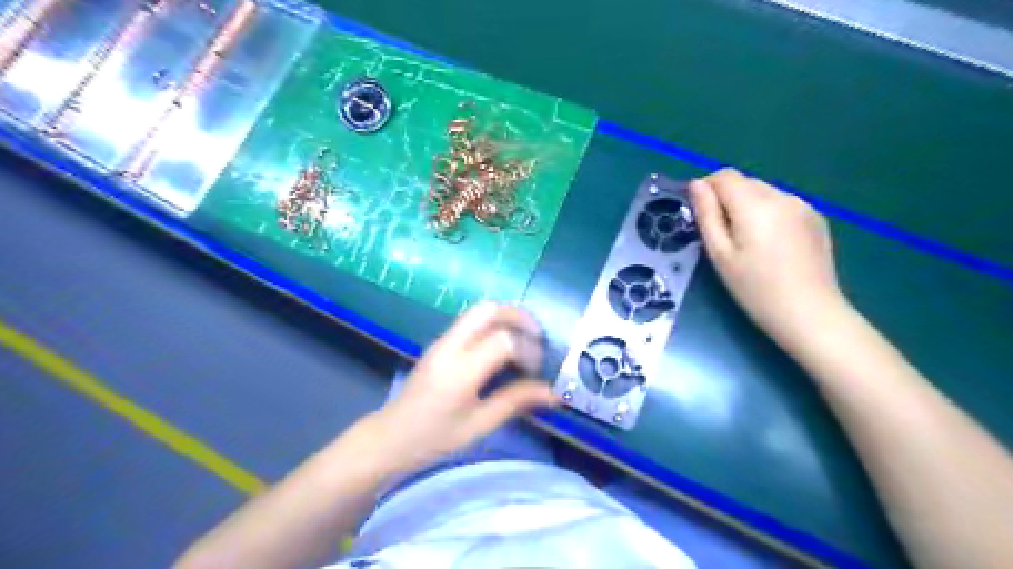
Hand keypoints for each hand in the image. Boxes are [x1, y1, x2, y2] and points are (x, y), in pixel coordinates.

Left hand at [374, 305, 560, 473]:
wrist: (391, 436)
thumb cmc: (434, 437)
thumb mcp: (479, 424)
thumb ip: (516, 402)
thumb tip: (552, 393)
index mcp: (460, 370)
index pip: (503, 340)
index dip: (528, 350)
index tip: (537, 369)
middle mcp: (450, 346)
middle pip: (488, 310)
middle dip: (518, 317)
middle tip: (538, 337)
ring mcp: (442, 341)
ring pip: (478, 311)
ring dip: (506, 318)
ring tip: (524, 340)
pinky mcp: (440, 343)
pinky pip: (471, 322)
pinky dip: (493, 325)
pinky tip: (503, 348)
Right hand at [688, 170, 847, 346]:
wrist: (810, 314)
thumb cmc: (755, 289)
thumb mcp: (720, 254)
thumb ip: (706, 215)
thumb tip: (696, 185)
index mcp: (755, 204)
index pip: (724, 176)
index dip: (706, 188)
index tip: (699, 214)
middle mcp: (781, 195)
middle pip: (744, 182)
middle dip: (726, 199)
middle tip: (720, 234)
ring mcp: (803, 205)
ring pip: (764, 193)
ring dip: (747, 206)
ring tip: (746, 241)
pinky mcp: (816, 218)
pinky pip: (782, 204)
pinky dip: (768, 214)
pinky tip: (770, 244)